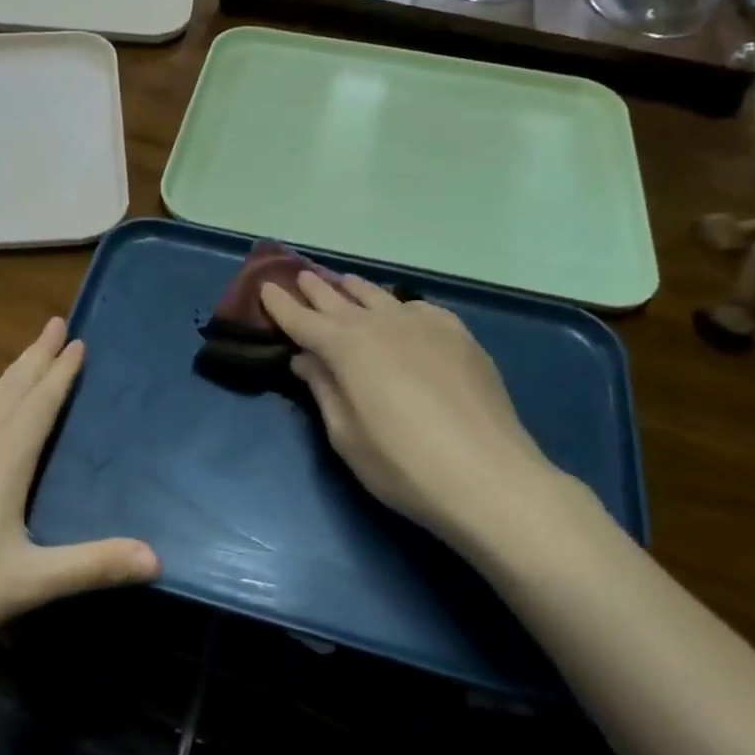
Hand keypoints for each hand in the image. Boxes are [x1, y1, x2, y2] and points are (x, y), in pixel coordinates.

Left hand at [0, 320, 159, 680]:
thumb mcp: (28, 583)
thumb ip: (92, 566)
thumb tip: (157, 558)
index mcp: (4, 461)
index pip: (41, 404)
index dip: (62, 373)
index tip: (78, 341)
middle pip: (14, 390)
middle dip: (38, 357)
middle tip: (57, 324)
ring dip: (8, 371)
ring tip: (28, 346)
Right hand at [260, 272, 599, 562]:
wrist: (489, 477)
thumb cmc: (403, 466)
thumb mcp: (346, 436)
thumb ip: (324, 390)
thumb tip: (306, 359)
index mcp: (346, 348)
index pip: (302, 320)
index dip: (281, 305)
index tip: (265, 289)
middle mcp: (381, 324)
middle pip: (339, 299)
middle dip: (315, 289)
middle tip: (299, 276)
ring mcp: (424, 325)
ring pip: (380, 296)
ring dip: (355, 289)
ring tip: (344, 283)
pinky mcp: (458, 335)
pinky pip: (419, 308)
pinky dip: (400, 305)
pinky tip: (401, 311)